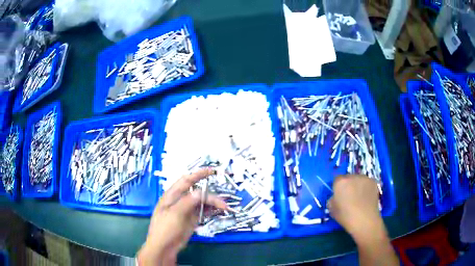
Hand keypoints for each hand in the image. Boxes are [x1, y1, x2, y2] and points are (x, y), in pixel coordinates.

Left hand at [137, 168, 227, 265]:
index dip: (198, 174)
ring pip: (201, 202)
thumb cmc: (165, 229)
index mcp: (172, 195)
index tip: (212, 171)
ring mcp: (186, 210)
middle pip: (197, 192)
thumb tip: (200, 192)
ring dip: (212, 203)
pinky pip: (202, 211)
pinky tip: (218, 211)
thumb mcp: (174, 214)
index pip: (186, 180)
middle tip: (222, 201)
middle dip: (210, 194)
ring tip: (223, 207)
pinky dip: (210, 210)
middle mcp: (180, 201)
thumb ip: (187, 202)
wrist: (164, 247)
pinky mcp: (191, 219)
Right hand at [327, 175, 384, 243]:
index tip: (339, 196)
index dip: (338, 188)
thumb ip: (332, 199)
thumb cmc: (345, 216)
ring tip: (359, 197)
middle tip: (349, 197)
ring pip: (358, 179)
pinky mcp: (373, 181)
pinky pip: (366, 183)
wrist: (364, 220)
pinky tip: (366, 198)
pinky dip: (366, 188)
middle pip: (348, 178)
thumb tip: (336, 197)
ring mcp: (364, 178)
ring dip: (357, 185)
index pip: (336, 180)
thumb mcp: (332, 209)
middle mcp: (352, 176)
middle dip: (348, 185)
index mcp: (340, 182)